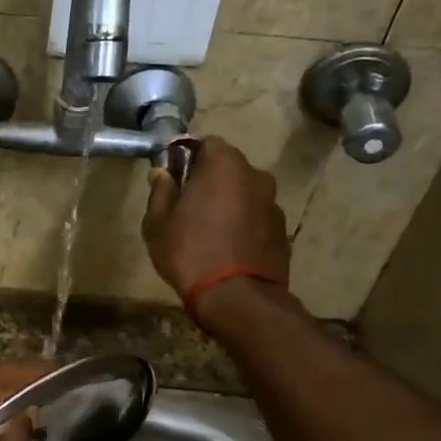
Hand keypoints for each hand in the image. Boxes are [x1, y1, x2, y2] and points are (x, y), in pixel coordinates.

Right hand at [142, 135, 292, 295]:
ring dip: (229, 203)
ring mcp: (273, 203)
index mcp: (224, 164)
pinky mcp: (282, 230)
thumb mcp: (158, 222)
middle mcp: (256, 175)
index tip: (174, 178)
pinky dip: (243, 225)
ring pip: (244, 193)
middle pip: (228, 167)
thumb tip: (163, 174)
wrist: (236, 298)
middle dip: (210, 180)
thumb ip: (161, 191)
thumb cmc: (190, 251)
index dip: (188, 157)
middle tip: (188, 206)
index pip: (206, 143)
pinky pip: (256, 218)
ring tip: (209, 231)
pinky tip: (228, 248)